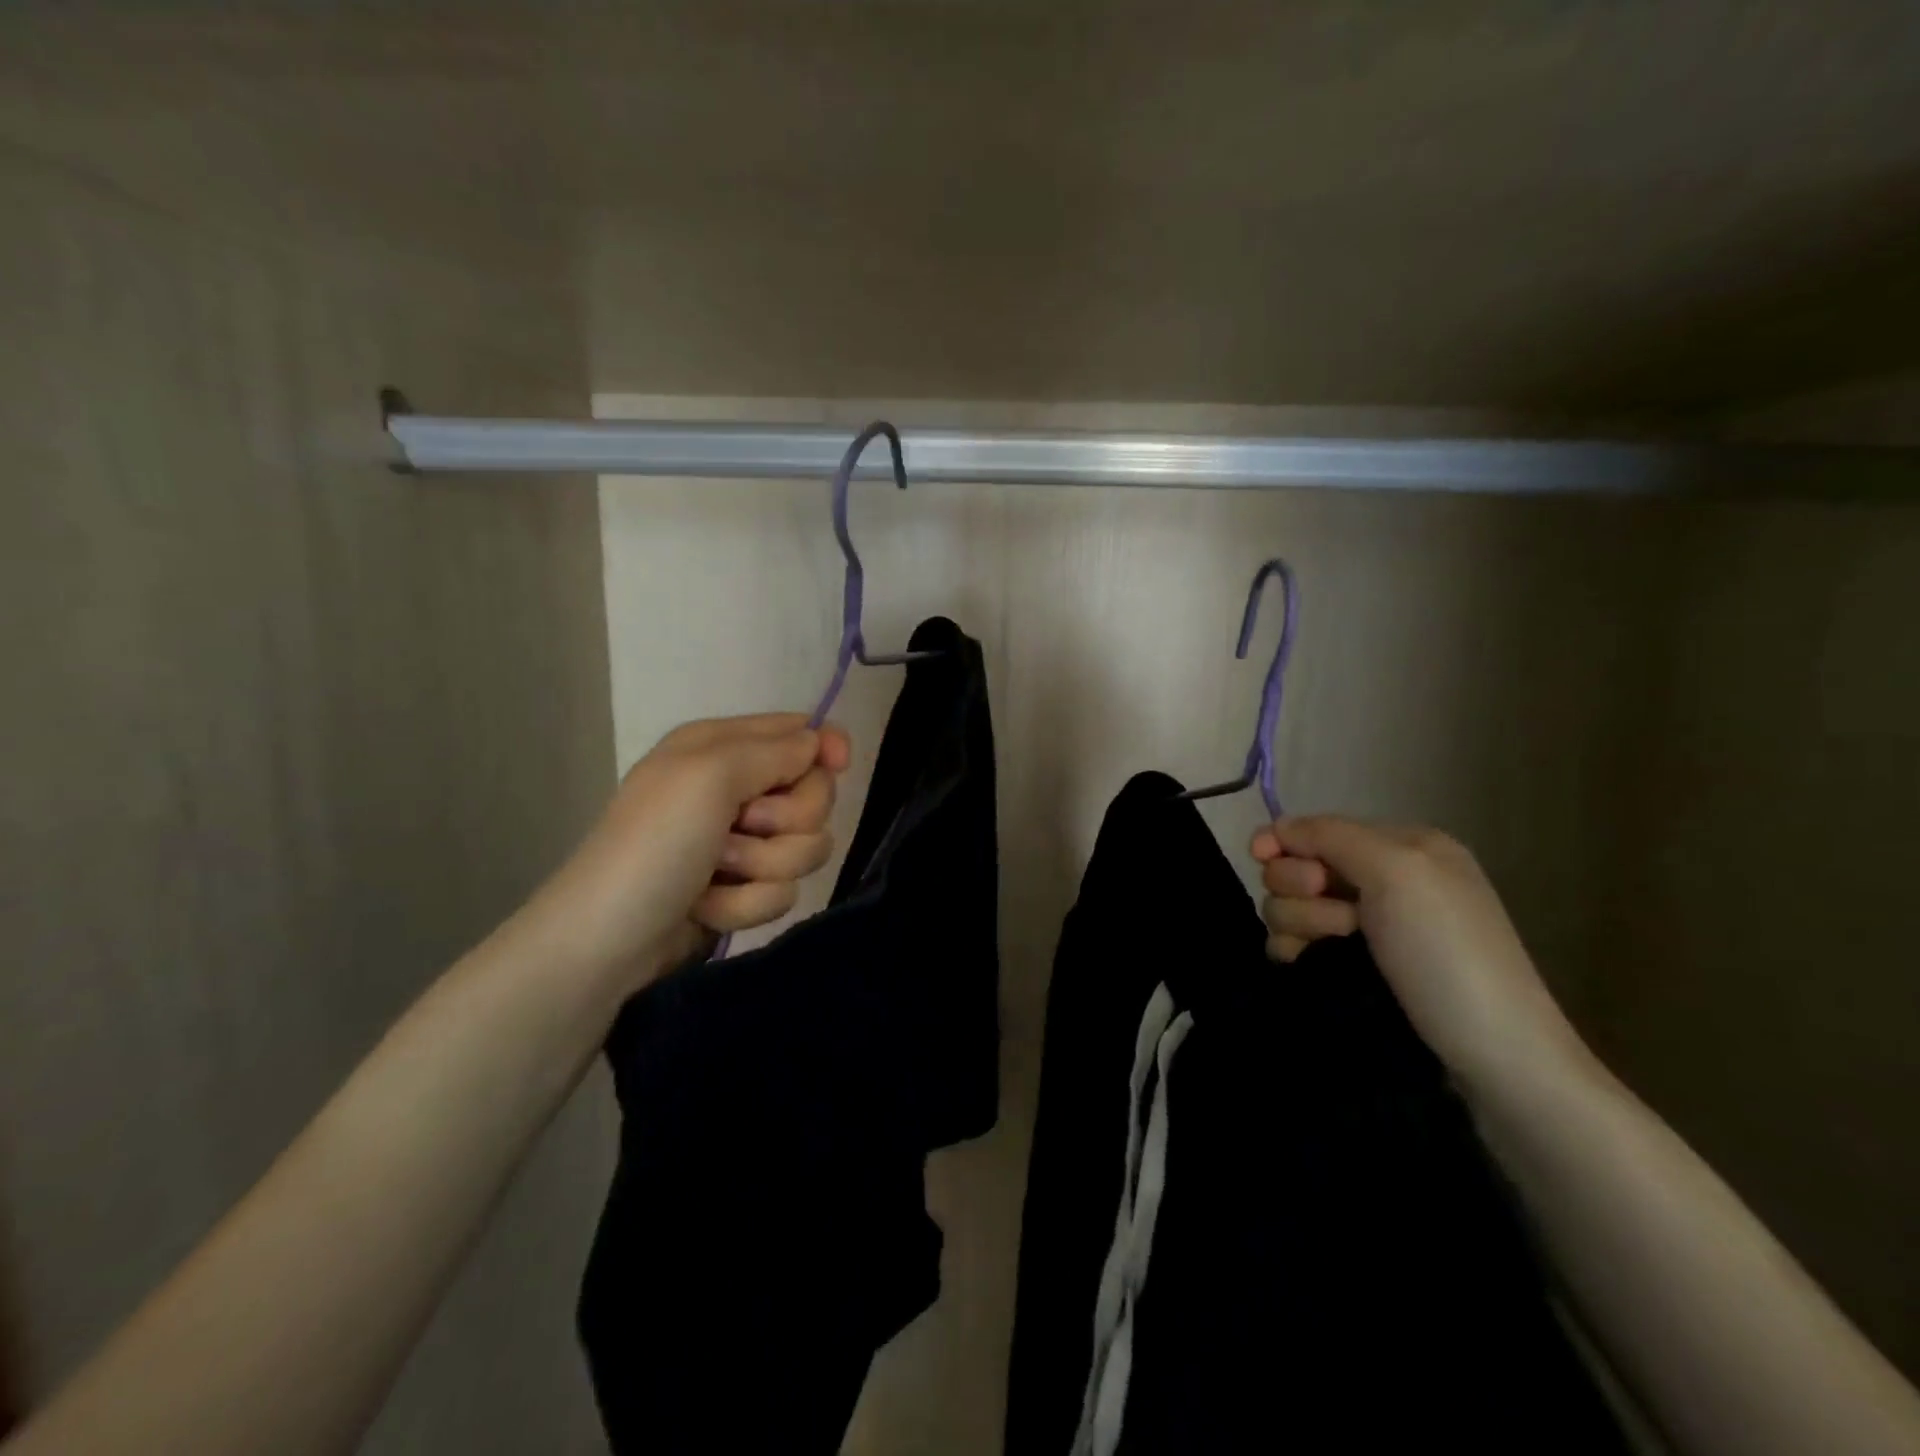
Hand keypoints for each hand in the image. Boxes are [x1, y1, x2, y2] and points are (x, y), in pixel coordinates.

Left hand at [519, 714, 850, 992]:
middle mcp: (736, 789)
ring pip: (806, 847)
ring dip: (764, 866)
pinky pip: (783, 890)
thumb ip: (775, 750)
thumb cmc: (656, 843)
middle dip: (787, 820)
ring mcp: (743, 842)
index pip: (800, 732)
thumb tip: (820, 744)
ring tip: (717, 873)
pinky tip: (708, 906)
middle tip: (742, 828)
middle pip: (814, 795)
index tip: (838, 766)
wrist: (610, 939)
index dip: (825, 747)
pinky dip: (746, 902)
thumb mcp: (710, 775)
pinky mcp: (745, 888)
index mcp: (723, 747)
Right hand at [1251, 817, 1586, 1089]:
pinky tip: (1309, 965)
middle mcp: (1378, 881)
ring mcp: (1362, 928)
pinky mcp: (1346, 969)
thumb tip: (1276, 828)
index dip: (1285, 840)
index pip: (1315, 828)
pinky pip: (1292, 943)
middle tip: (1341, 919)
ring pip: (1288, 906)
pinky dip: (1293, 950)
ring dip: (1300, 924)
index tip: (1262, 856)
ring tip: (1336, 949)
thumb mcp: (1398, 870)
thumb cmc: (1448, 953)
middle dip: (1300, 888)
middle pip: (1296, 866)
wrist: (1492, 1058)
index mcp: (1399, 846)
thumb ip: (1331, 835)